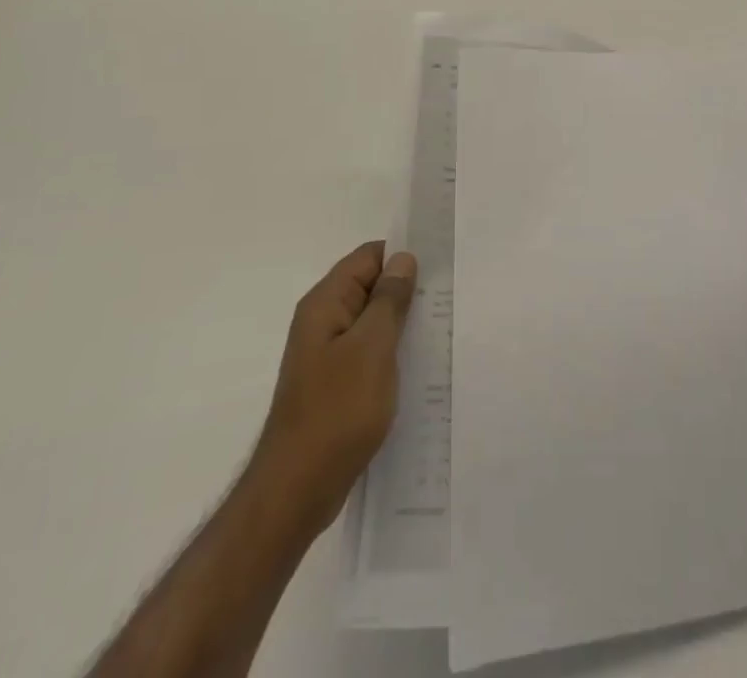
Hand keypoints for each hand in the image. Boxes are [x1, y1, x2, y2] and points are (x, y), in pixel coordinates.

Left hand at [249, 241, 417, 538]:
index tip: (440, 264)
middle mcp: (322, 322)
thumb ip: (389, 300)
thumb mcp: (371, 348)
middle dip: (406, 290)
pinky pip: (369, 352)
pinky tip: (419, 365)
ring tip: (442, 327)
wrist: (297, 490)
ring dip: (402, 323)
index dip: (402, 256)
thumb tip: (402, 258)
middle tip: (449, 297)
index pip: (368, 257)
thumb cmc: (336, 411)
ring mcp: (327, 355)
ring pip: (372, 322)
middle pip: (370, 287)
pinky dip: (392, 352)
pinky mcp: (335, 384)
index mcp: (325, 304)